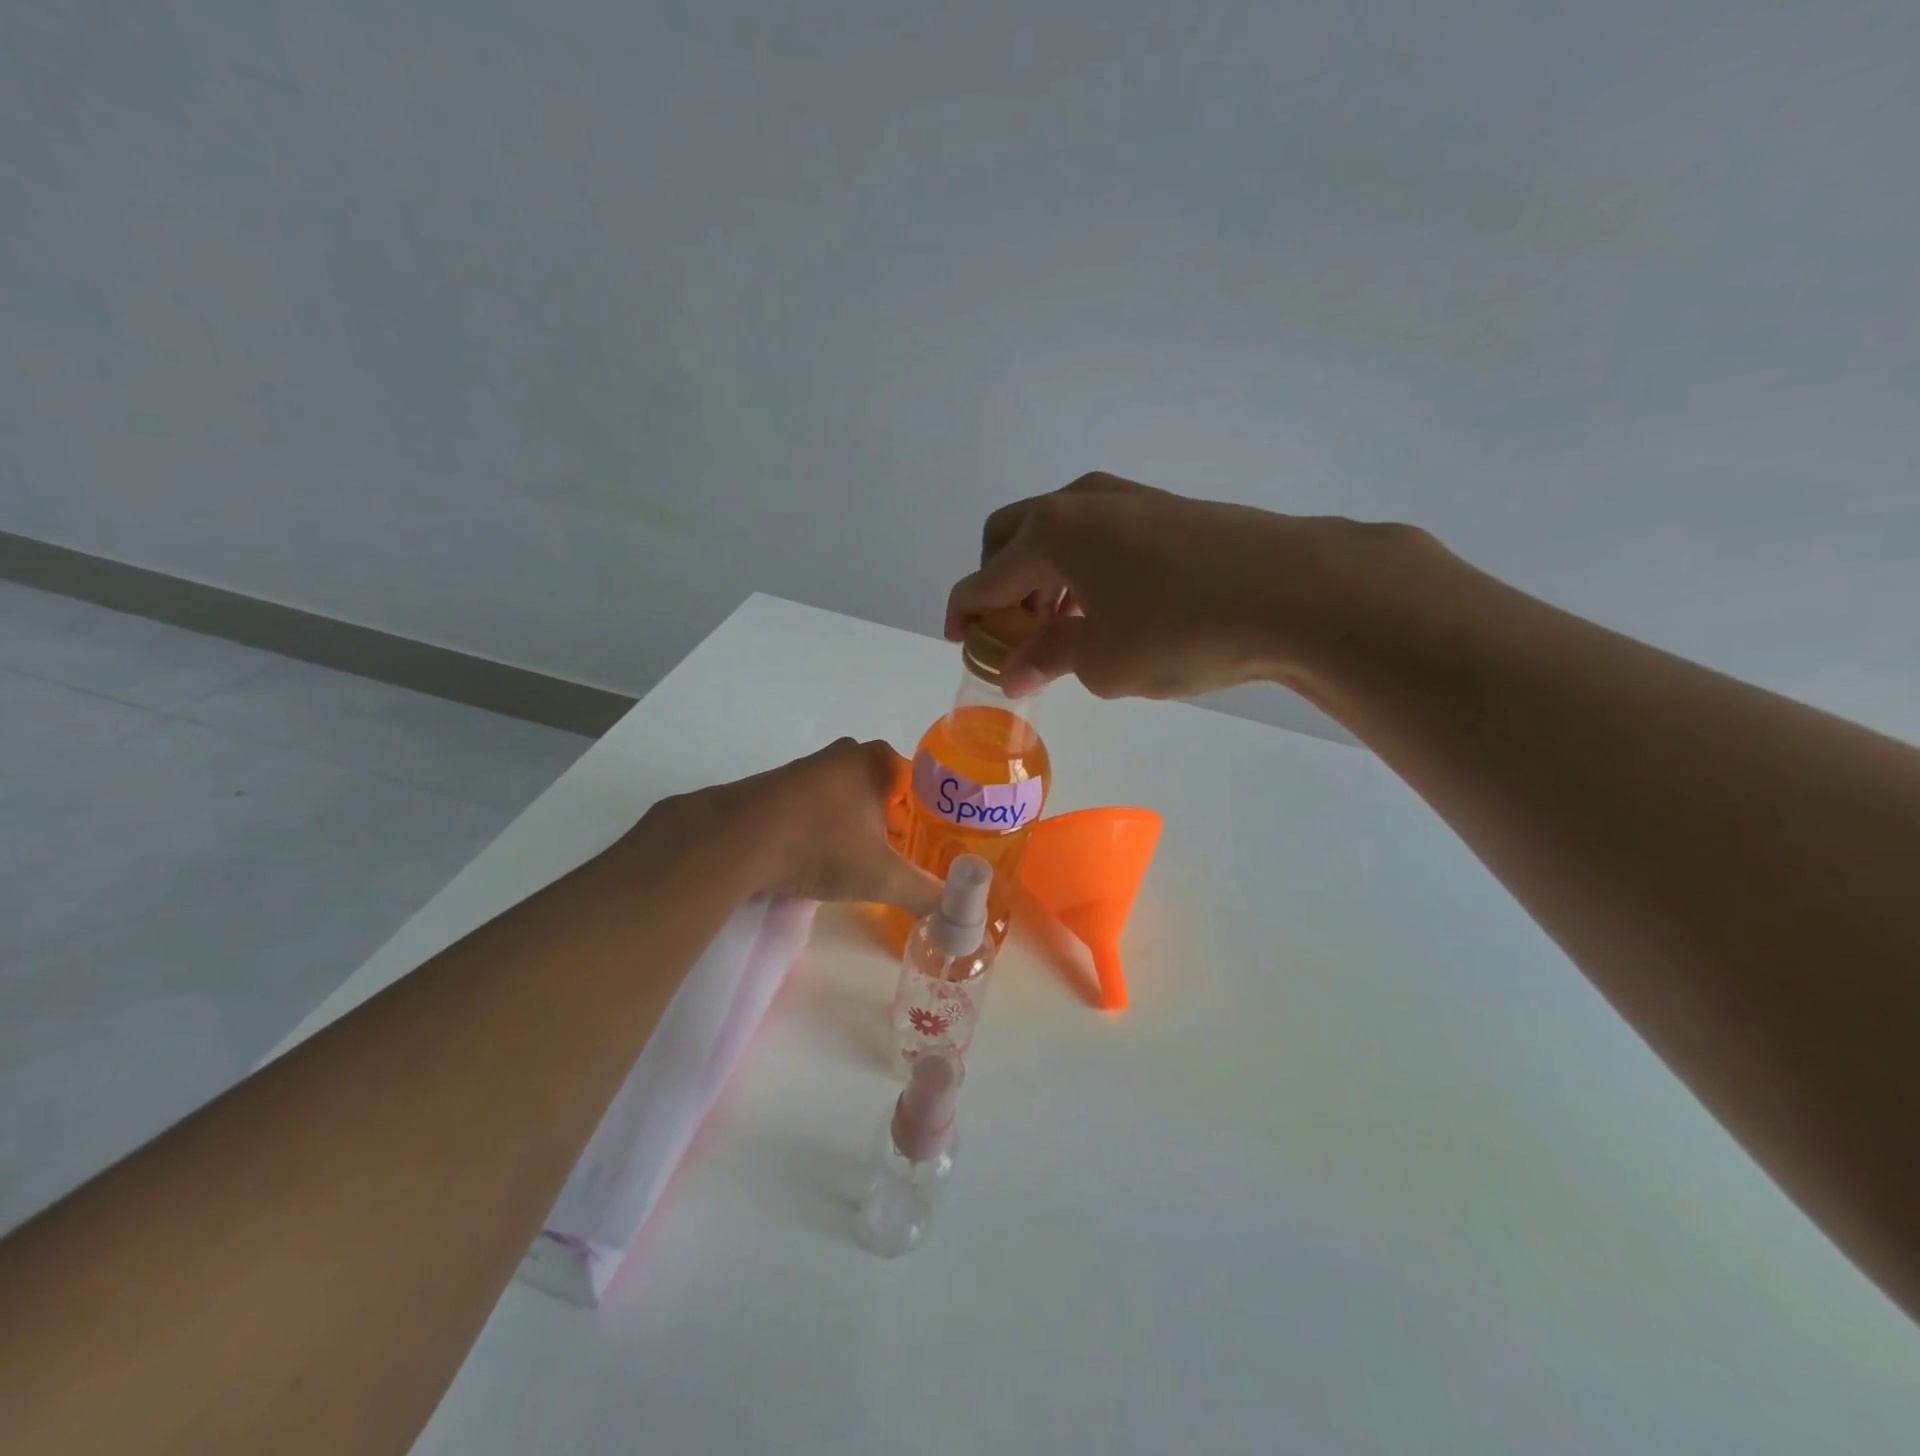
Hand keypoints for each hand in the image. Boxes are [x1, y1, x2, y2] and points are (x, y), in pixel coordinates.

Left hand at [638, 739, 943, 913]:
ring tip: (861, 864)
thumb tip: (956, 916)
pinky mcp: (778, 785)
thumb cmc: (822, 846)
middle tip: (901, 860)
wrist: (738, 840)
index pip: (921, 786)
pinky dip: (825, 828)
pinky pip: (817, 806)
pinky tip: (821, 858)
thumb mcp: (882, 877)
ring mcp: (809, 766)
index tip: (930, 848)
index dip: (929, 819)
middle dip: (894, 825)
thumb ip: (924, 893)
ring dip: (857, 827)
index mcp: (878, 761)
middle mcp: (846, 753)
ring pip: (849, 798)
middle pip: (886, 792)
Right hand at [945, 472, 1426, 699]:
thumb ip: (1047, 658)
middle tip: (1012, 631)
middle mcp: (1080, 502)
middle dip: (999, 583)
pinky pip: (1098, 534)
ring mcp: (1127, 498)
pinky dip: (1082, 567)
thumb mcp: (1103, 661)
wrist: (1300, 591)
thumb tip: (1012, 669)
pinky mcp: (1166, 508)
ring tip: (1060, 627)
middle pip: (1010, 536)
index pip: (983, 577)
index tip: (961, 642)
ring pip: (1057, 532)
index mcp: (1050, 534)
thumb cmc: (1182, 630)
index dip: (963, 613)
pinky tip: (1107, 607)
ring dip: (1042, 575)